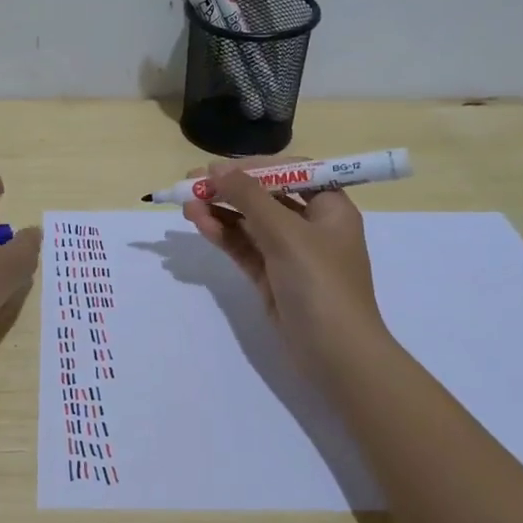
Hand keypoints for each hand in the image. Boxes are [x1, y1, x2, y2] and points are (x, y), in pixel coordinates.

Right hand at [182, 159, 390, 385]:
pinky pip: (244, 248)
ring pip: (250, 224)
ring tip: (186, 206)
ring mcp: (290, 255)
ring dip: (221, 212)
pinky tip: (201, 224)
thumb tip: (216, 168)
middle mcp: (312, 227)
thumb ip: (249, 197)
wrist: (336, 355)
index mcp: (330, 208)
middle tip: (190, 184)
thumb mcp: (286, 233)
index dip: (254, 167)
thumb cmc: (321, 284)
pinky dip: (224, 235)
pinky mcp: (272, 278)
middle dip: (229, 190)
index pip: (292, 173)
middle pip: (266, 197)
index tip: (219, 168)